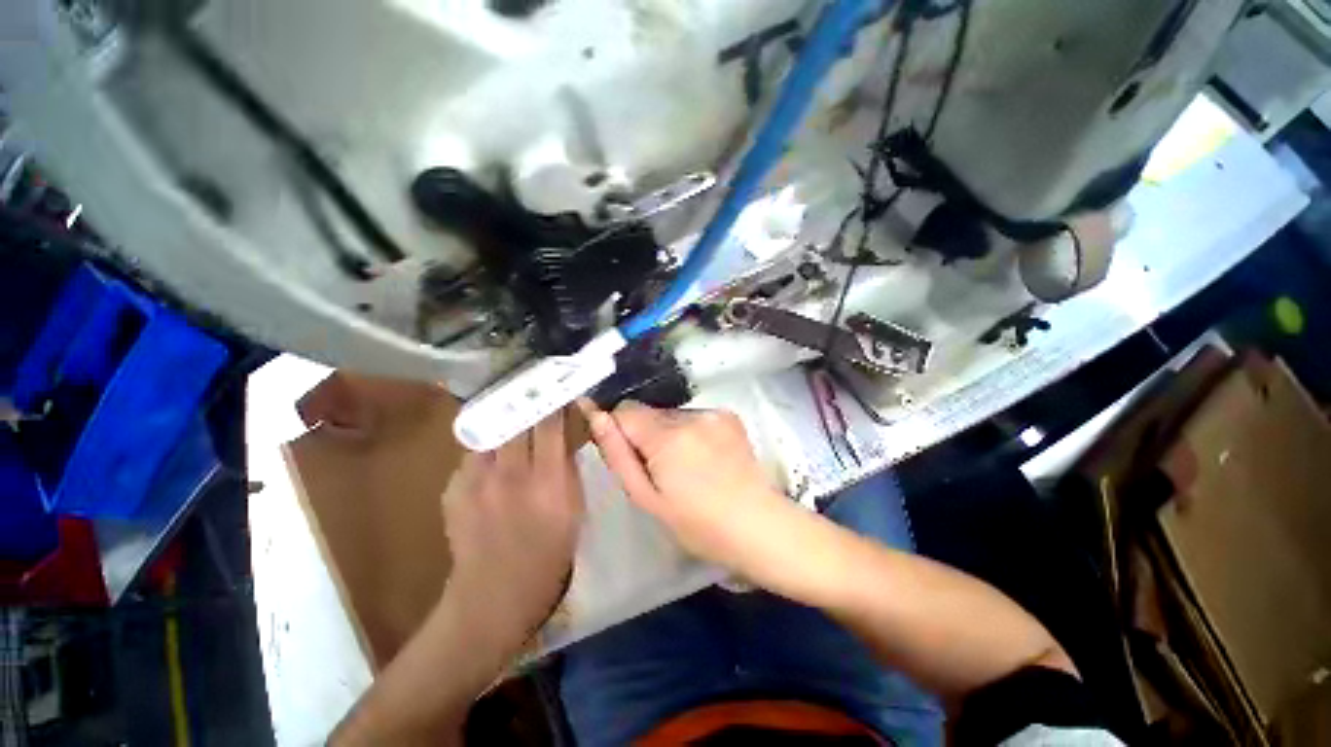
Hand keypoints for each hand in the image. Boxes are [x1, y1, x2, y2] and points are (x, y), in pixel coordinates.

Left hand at [440, 411, 584, 656]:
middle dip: (525, 402)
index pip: (549, 425)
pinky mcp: (453, 489)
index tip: (556, 391)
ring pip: (490, 431)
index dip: (552, 403)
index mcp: (547, 481)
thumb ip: (567, 469)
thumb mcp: (574, 510)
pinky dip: (485, 450)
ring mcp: (476, 481)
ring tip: (510, 419)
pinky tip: (492, 461)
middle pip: (515, 419)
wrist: (495, 595)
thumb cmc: (549, 554)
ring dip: (502, 423)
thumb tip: (562, 439)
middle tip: (532, 393)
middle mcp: (510, 474)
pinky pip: (472, 455)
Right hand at [581, 400, 790, 571]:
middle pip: (650, 413)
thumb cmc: (698, 524)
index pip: (625, 411)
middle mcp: (690, 415)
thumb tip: (596, 417)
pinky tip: (706, 458)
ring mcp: (713, 412)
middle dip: (646, 435)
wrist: (759, 525)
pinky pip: (694, 417)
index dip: (620, 431)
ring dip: (669, 434)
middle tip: (662, 471)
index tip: (631, 457)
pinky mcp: (729, 415)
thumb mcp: (647, 499)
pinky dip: (691, 432)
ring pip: (671, 415)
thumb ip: (618, 455)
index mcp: (668, 437)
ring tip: (688, 467)